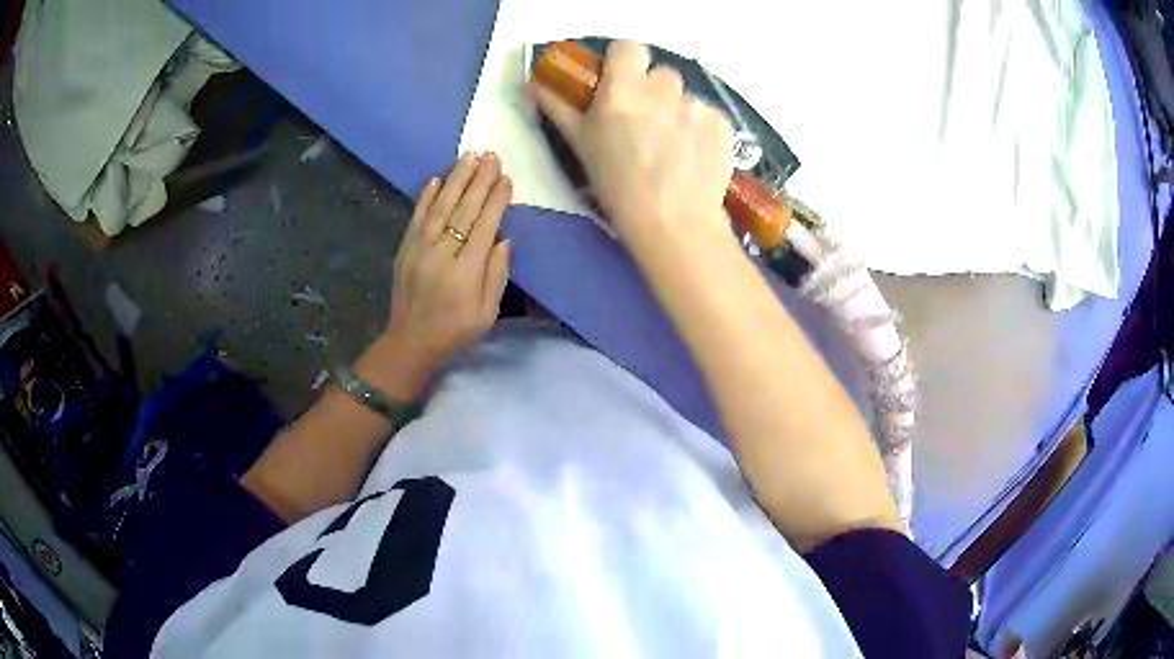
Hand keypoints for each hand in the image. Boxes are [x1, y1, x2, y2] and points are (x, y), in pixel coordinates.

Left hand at [369, 153, 511, 398]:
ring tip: (470, 157)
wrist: (410, 342)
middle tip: (491, 156)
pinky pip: (417, 217)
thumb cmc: (455, 331)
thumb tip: (504, 240)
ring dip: (456, 179)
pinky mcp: (405, 248)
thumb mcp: (487, 314)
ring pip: (440, 206)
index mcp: (465, 271)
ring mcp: (419, 248)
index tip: (506, 178)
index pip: (484, 226)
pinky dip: (426, 197)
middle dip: (479, 181)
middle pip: (463, 210)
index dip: (496, 200)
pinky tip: (436, 179)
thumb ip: (497, 276)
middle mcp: (441, 253)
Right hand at [526, 41, 736, 256]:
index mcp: (622, 91)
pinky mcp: (722, 123)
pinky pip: (707, 115)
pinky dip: (700, 129)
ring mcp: (696, 105)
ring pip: (685, 96)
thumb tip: (533, 84)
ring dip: (677, 111)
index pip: (628, 47)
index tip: (622, 83)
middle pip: (660, 73)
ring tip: (672, 147)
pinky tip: (693, 156)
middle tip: (646, 123)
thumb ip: (559, 107)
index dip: (625, 62)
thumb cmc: (617, 187)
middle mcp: (662, 90)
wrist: (674, 225)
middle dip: (653, 91)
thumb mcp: (581, 145)